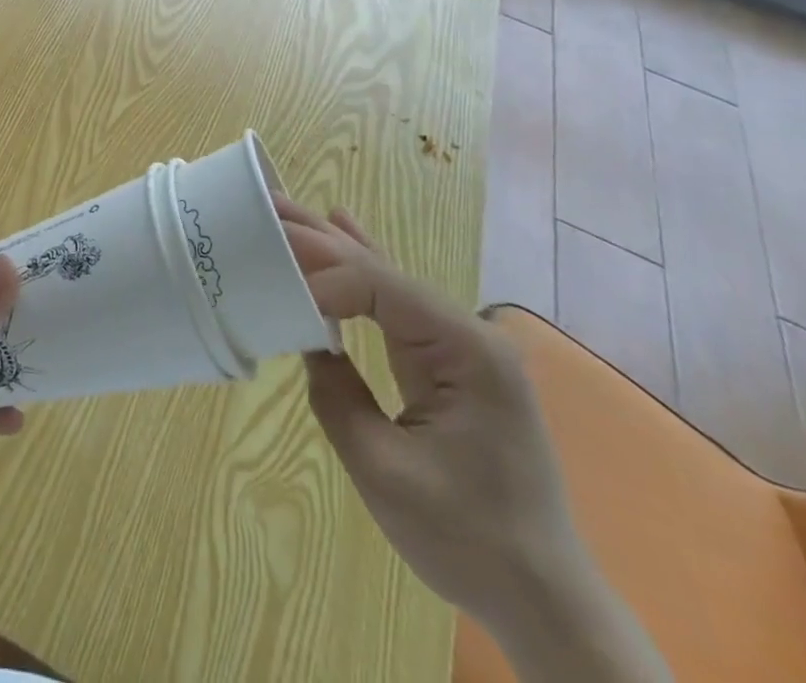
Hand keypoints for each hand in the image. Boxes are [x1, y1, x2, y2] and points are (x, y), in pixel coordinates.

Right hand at [276, 202, 583, 632]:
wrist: (544, 600)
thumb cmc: (466, 539)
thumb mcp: (383, 469)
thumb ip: (335, 392)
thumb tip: (306, 338)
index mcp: (464, 349)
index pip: (379, 286)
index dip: (321, 281)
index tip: (272, 292)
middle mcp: (467, 331)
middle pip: (380, 267)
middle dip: (318, 238)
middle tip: (261, 205)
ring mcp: (461, 343)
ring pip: (385, 277)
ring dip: (332, 245)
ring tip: (283, 207)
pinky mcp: (450, 359)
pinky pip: (396, 302)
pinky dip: (361, 268)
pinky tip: (342, 226)